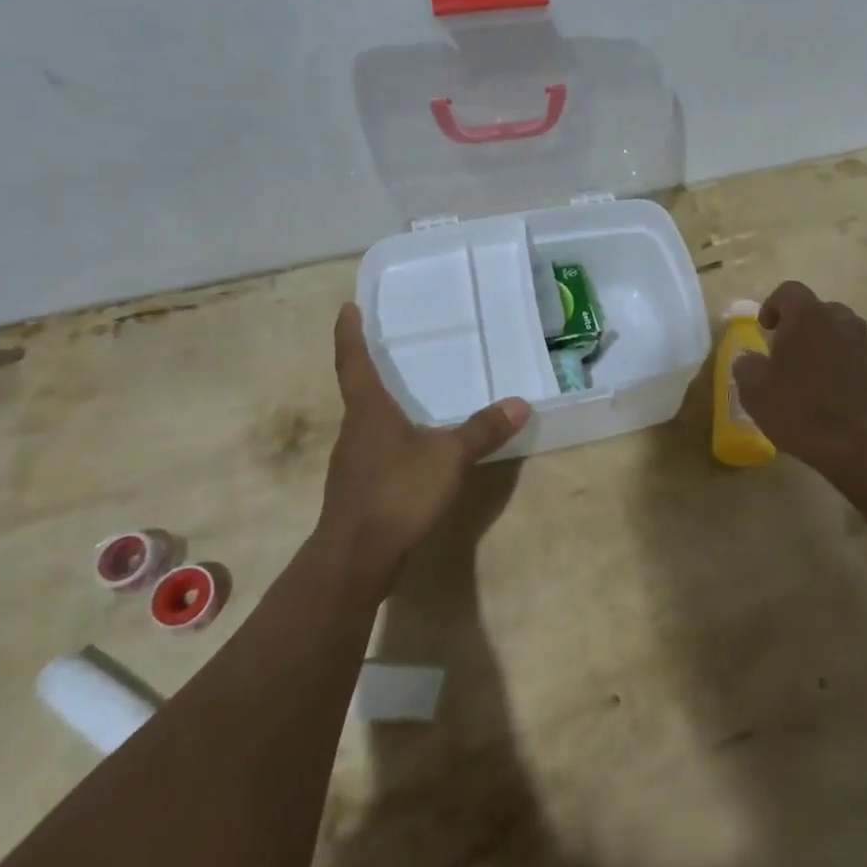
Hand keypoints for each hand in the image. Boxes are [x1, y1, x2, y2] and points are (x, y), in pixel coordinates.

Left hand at [314, 303, 530, 593]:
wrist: (356, 559)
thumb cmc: (398, 493)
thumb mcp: (450, 458)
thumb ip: (483, 430)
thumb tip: (520, 403)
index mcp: (368, 411)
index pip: (353, 361)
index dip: (349, 334)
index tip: (347, 308)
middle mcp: (354, 429)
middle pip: (359, 391)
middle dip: (371, 368)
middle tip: (391, 347)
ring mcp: (352, 461)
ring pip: (367, 423)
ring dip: (383, 406)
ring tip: (410, 395)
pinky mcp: (358, 488)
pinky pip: (375, 449)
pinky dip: (392, 438)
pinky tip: (414, 449)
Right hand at [733, 281, 866, 474]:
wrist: (861, 444)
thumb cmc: (801, 409)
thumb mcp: (754, 390)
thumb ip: (746, 366)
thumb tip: (749, 359)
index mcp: (807, 315)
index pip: (788, 291)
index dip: (773, 305)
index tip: (765, 329)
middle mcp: (840, 318)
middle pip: (816, 310)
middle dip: (799, 326)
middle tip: (785, 354)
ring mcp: (865, 342)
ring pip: (838, 331)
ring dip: (822, 345)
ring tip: (809, 374)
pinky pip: (854, 354)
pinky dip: (841, 364)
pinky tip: (831, 393)